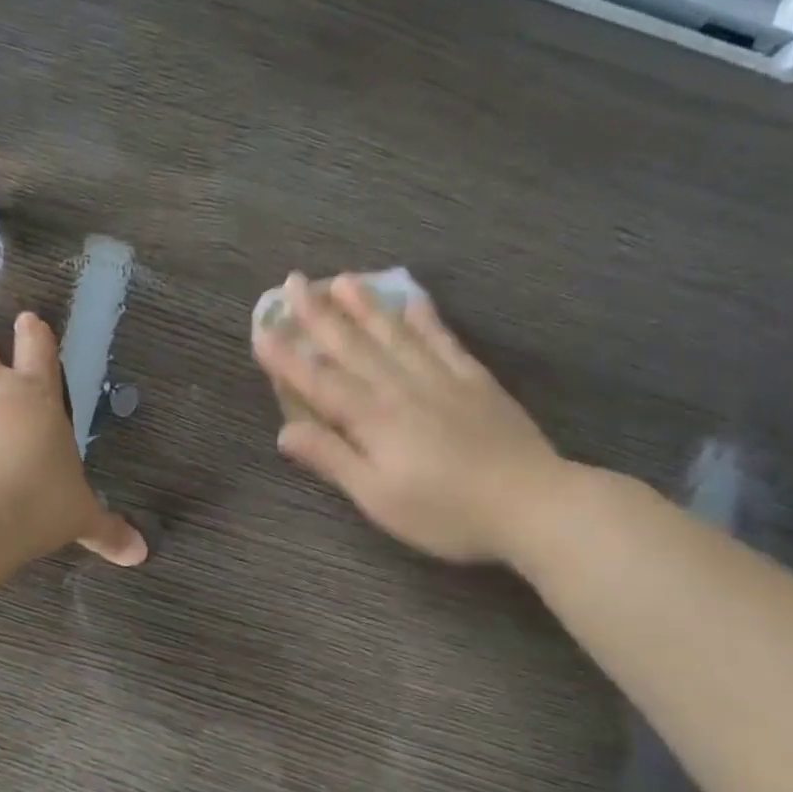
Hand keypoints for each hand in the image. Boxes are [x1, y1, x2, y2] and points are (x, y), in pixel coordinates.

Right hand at [252, 272, 572, 563]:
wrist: (532, 504)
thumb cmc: (445, 512)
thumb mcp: (378, 497)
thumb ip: (332, 459)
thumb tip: (284, 432)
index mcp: (373, 418)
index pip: (318, 381)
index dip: (286, 357)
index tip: (260, 329)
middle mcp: (400, 387)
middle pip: (353, 345)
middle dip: (319, 314)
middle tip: (295, 281)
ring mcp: (440, 378)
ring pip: (394, 333)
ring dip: (364, 305)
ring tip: (343, 279)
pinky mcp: (474, 380)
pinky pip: (442, 339)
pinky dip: (423, 316)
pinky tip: (411, 298)